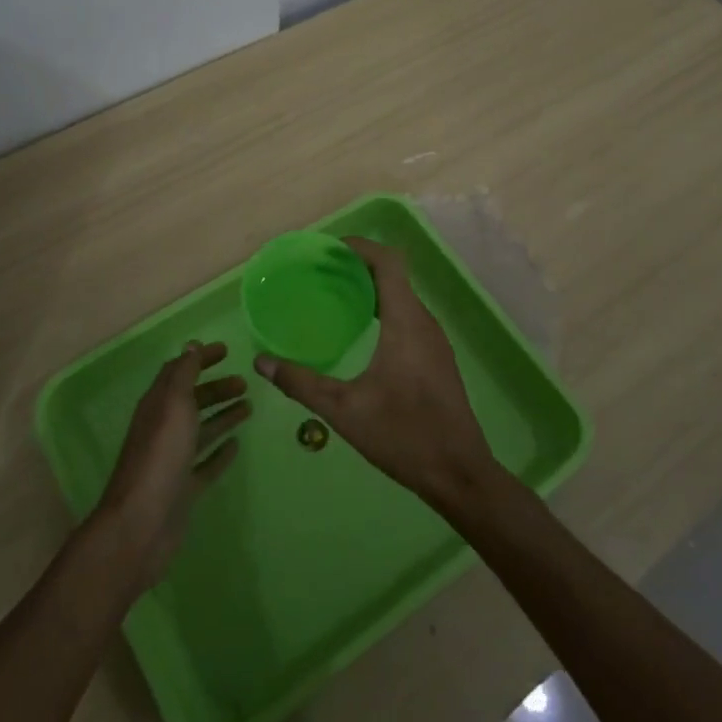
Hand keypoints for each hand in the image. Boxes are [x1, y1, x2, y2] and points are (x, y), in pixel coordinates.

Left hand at [93, 341, 248, 589]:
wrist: (141, 524)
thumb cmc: (160, 456)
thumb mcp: (173, 405)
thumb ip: (183, 374)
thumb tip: (190, 344)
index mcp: (158, 405)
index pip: (179, 372)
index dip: (201, 359)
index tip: (226, 351)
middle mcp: (164, 428)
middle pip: (192, 400)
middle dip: (217, 388)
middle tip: (245, 383)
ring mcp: (173, 459)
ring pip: (201, 430)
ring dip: (223, 416)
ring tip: (249, 407)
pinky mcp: (184, 487)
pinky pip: (205, 462)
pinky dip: (220, 452)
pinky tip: (236, 446)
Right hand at [253, 237, 498, 510]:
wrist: (460, 474)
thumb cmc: (404, 435)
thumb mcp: (344, 410)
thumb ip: (301, 383)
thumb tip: (262, 362)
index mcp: (406, 321)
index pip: (388, 262)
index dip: (359, 247)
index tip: (328, 249)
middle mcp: (424, 322)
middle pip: (393, 276)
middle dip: (358, 267)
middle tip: (320, 273)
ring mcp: (434, 341)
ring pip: (401, 298)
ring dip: (370, 289)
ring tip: (334, 297)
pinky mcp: (436, 359)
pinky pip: (407, 317)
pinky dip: (382, 310)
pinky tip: (359, 333)